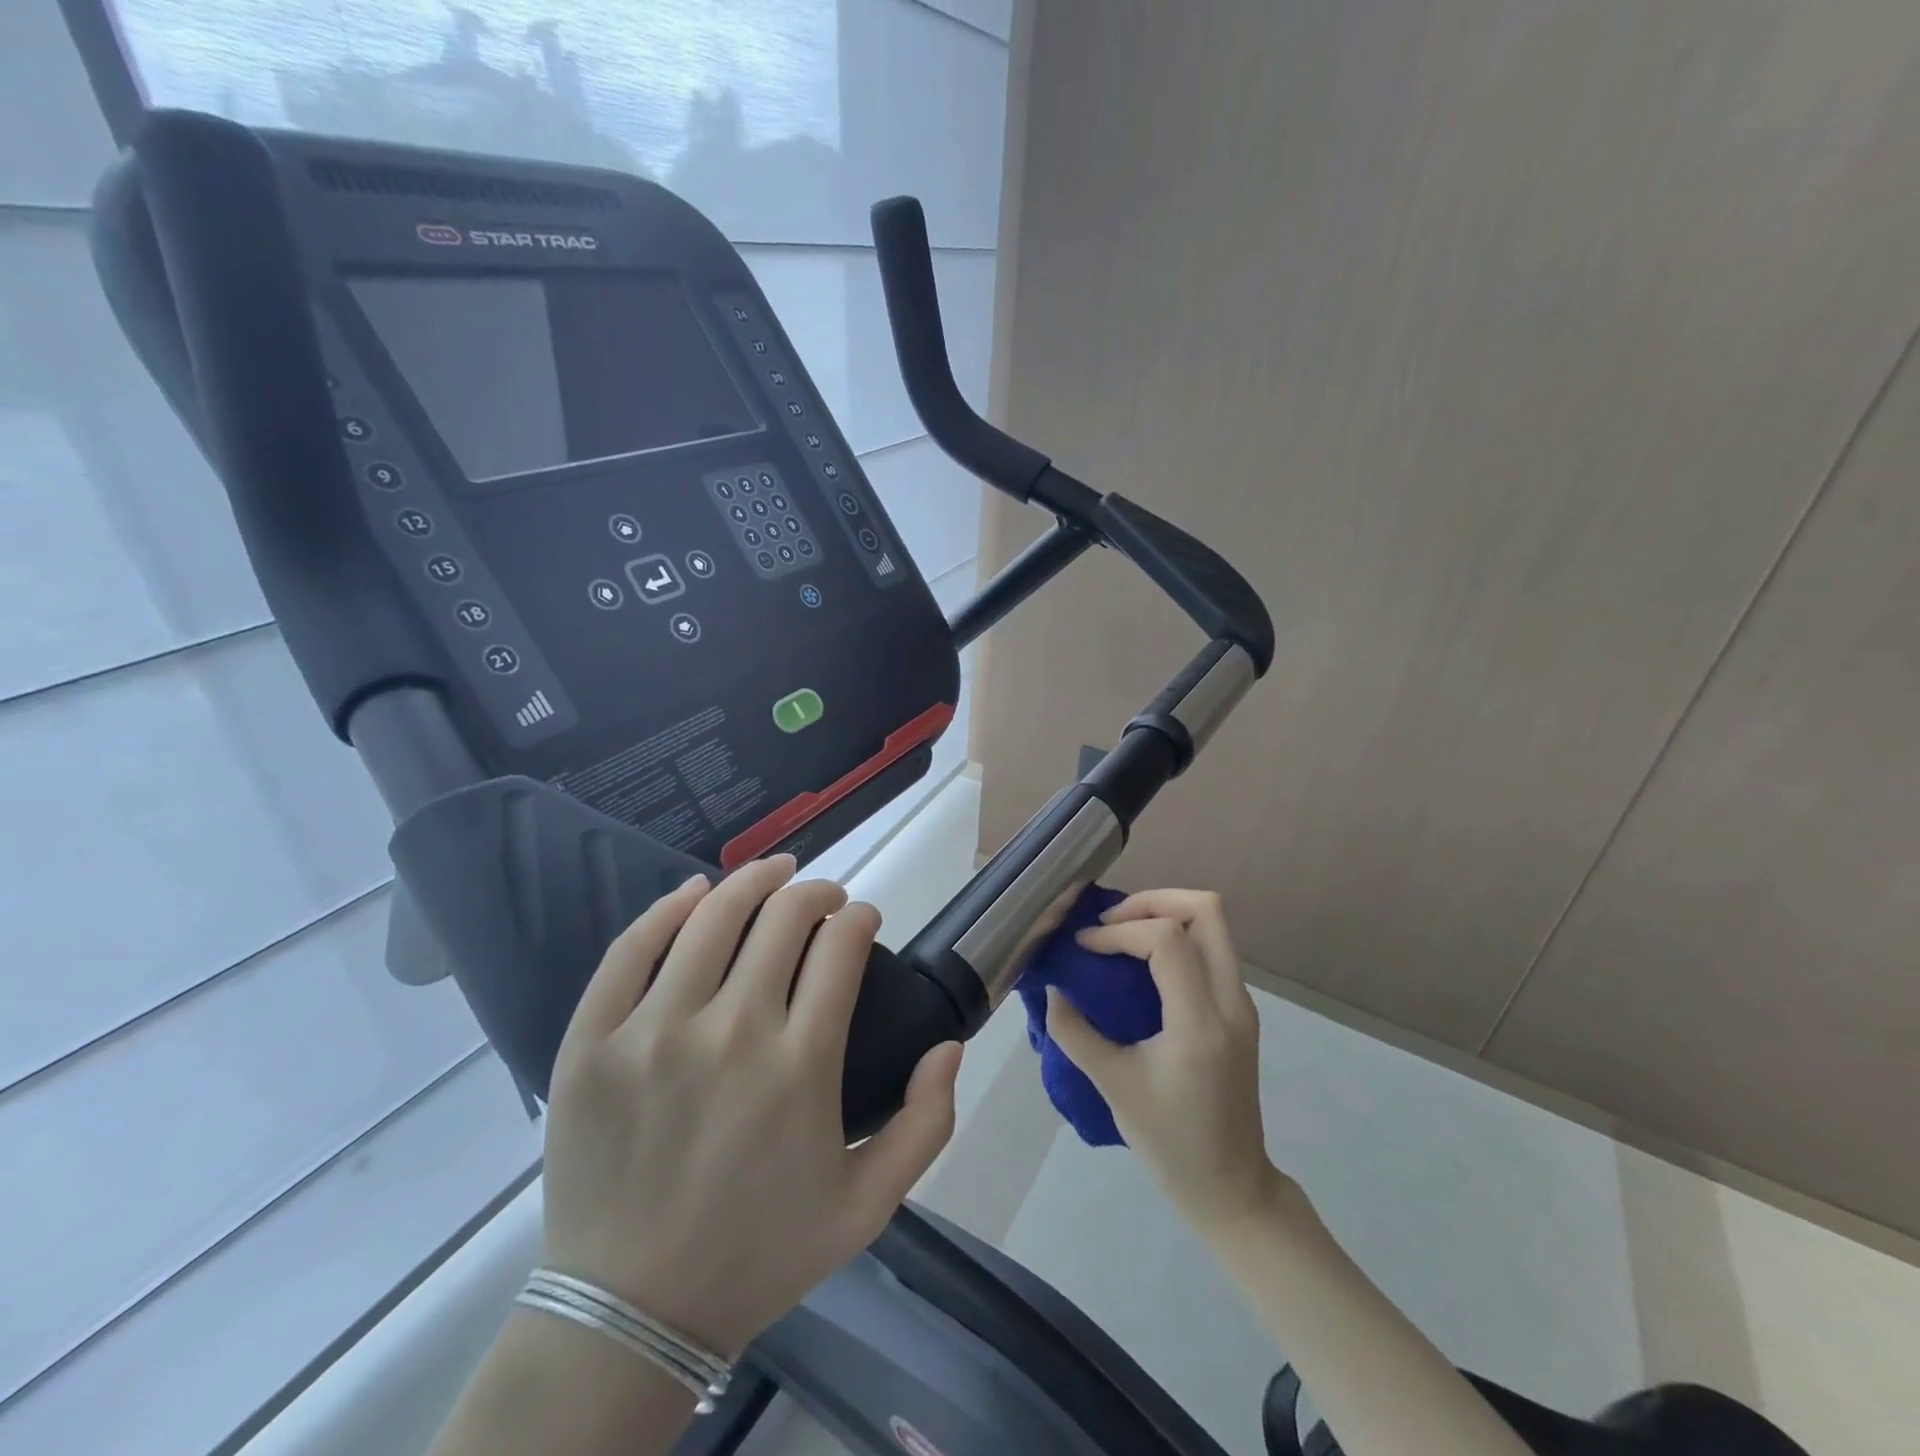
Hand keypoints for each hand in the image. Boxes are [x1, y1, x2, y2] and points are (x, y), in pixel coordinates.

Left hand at [540, 856, 962, 1358]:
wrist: (630, 1314)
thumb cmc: (759, 1254)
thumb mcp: (868, 1206)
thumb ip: (926, 1124)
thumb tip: (949, 1045)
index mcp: (801, 1067)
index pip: (840, 948)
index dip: (858, 918)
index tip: (862, 919)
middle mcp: (731, 1033)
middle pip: (783, 919)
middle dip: (816, 893)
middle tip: (824, 898)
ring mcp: (654, 1032)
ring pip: (714, 917)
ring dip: (754, 880)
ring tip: (775, 872)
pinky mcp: (594, 1042)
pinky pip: (631, 949)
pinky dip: (669, 908)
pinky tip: (696, 891)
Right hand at [1043, 889, 1281, 1233]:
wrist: (1231, 1188)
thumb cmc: (1170, 1143)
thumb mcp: (1113, 1086)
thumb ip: (1075, 1032)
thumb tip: (1053, 990)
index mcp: (1200, 1022)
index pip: (1167, 939)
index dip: (1120, 933)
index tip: (1085, 948)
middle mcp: (1231, 1002)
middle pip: (1207, 910)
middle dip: (1152, 901)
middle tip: (1110, 923)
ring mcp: (1241, 1003)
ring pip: (1214, 924)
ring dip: (1165, 914)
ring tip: (1121, 934)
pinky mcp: (1238, 1010)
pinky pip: (1211, 948)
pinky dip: (1176, 936)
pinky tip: (1141, 960)